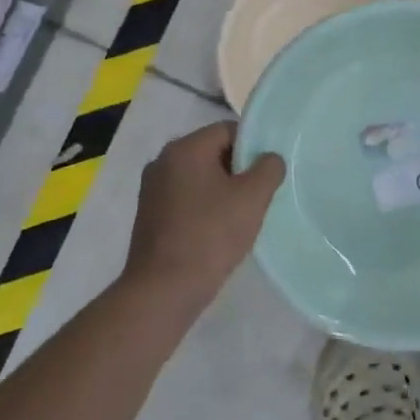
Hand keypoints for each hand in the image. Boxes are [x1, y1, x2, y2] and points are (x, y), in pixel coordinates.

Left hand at [123, 122, 284, 310]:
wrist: (163, 290)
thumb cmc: (210, 235)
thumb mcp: (252, 198)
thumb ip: (269, 168)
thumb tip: (269, 159)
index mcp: (184, 148)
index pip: (228, 130)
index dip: (253, 147)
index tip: (267, 174)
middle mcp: (162, 161)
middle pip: (213, 151)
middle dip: (238, 170)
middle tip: (259, 195)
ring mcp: (152, 188)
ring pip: (200, 176)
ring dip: (222, 190)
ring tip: (241, 215)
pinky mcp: (149, 214)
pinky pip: (186, 197)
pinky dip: (205, 206)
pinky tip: (218, 230)